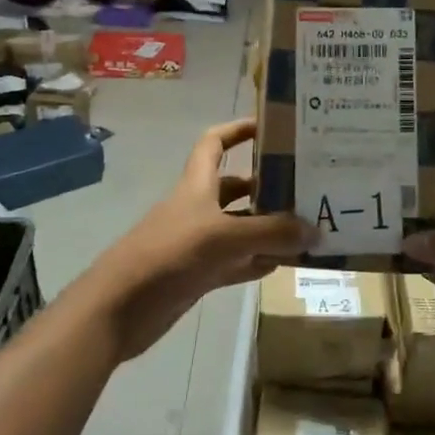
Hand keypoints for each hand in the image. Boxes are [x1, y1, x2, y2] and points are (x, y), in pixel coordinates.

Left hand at [88, 118, 312, 359]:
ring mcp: (199, 242)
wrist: (117, 309)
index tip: (271, 125)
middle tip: (308, 185)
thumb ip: (271, 233)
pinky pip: (237, 262)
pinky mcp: (199, 273)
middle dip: (268, 185)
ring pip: (241, 227)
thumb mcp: (223, 237)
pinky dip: (258, 261)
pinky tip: (285, 264)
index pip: (215, 143)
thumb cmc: (167, 255)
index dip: (238, 129)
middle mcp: (199, 207)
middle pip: (237, 187)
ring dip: (270, 228)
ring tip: (309, 227)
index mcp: (197, 185)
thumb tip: (316, 231)